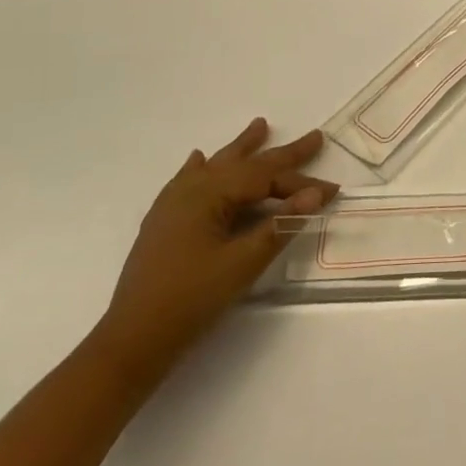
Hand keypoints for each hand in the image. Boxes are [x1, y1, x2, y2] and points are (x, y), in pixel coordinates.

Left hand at [95, 119, 337, 377]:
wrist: (133, 340)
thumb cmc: (192, 299)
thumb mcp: (243, 263)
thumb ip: (280, 225)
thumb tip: (315, 195)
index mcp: (210, 194)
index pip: (266, 179)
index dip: (301, 183)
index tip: (333, 191)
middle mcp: (190, 189)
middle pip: (245, 165)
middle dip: (281, 154)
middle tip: (314, 137)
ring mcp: (173, 204)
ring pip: (216, 166)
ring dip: (241, 149)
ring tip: (260, 126)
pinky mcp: (163, 222)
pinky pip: (187, 181)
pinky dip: (201, 168)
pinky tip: (199, 159)